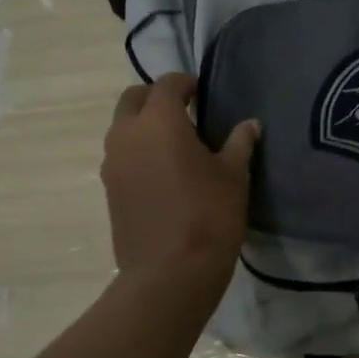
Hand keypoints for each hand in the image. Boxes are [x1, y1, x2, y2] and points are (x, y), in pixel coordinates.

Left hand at [102, 74, 259, 285]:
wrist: (170, 273)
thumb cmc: (209, 215)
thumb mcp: (234, 175)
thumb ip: (239, 143)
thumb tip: (249, 124)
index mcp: (158, 121)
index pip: (167, 84)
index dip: (185, 83)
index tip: (202, 93)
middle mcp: (126, 135)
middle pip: (133, 99)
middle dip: (156, 98)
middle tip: (185, 112)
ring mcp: (112, 164)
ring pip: (123, 129)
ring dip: (144, 126)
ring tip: (175, 145)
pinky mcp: (109, 191)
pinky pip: (121, 157)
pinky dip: (138, 153)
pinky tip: (163, 174)